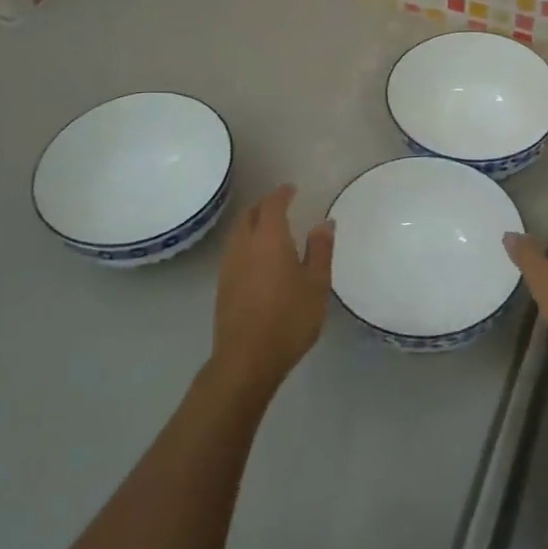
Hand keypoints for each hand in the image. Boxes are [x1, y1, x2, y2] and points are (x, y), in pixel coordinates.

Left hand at [210, 183, 334, 396]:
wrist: (246, 359)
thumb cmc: (289, 318)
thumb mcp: (316, 284)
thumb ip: (320, 249)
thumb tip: (325, 222)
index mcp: (268, 238)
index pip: (272, 204)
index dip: (282, 194)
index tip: (292, 189)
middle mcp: (244, 245)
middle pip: (250, 214)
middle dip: (264, 205)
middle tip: (281, 204)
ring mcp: (229, 265)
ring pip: (239, 232)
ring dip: (253, 222)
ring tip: (270, 227)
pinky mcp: (223, 285)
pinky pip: (234, 249)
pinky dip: (246, 241)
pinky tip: (258, 256)